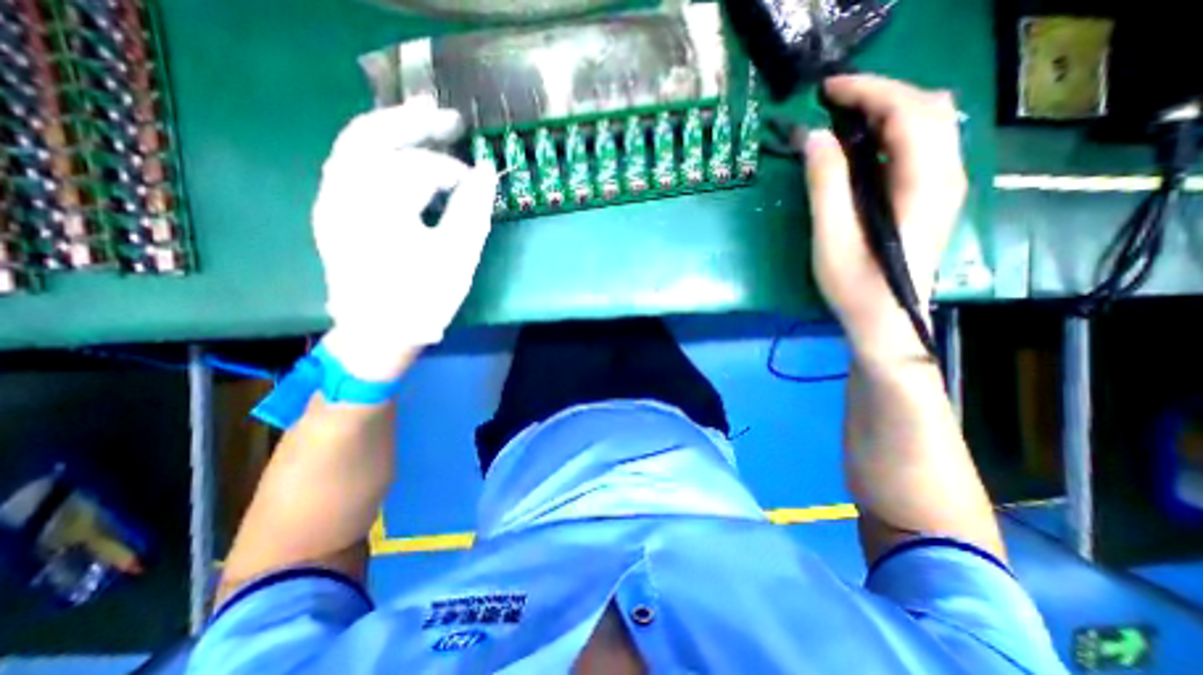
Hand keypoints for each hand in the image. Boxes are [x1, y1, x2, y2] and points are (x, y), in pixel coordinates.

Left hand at [315, 95, 497, 379]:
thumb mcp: (457, 257)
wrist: (378, 336)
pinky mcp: (334, 214)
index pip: (417, 167)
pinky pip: (351, 168)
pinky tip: (402, 159)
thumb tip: (486, 171)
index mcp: (375, 206)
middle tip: (447, 116)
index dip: (452, 171)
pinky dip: (379, 156)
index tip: (477, 183)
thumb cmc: (422, 300)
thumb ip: (473, 210)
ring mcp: (331, 203)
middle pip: (370, 136)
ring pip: (355, 148)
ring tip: (424, 123)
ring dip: (391, 133)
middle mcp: (342, 194)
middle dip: (411, 122)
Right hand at [803, 73, 964, 364]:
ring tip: (842, 121)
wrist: (886, 320)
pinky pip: (919, 146)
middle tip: (831, 105)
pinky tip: (860, 147)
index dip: (869, 91)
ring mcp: (942, 184)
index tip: (827, 90)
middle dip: (879, 93)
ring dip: (886, 110)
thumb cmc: (856, 286)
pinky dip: (890, 132)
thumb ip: (825, 185)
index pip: (909, 111)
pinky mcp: (930, 195)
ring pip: (928, 123)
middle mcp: (945, 174)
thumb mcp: (832, 237)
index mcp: (925, 183)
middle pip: (927, 107)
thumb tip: (813, 138)